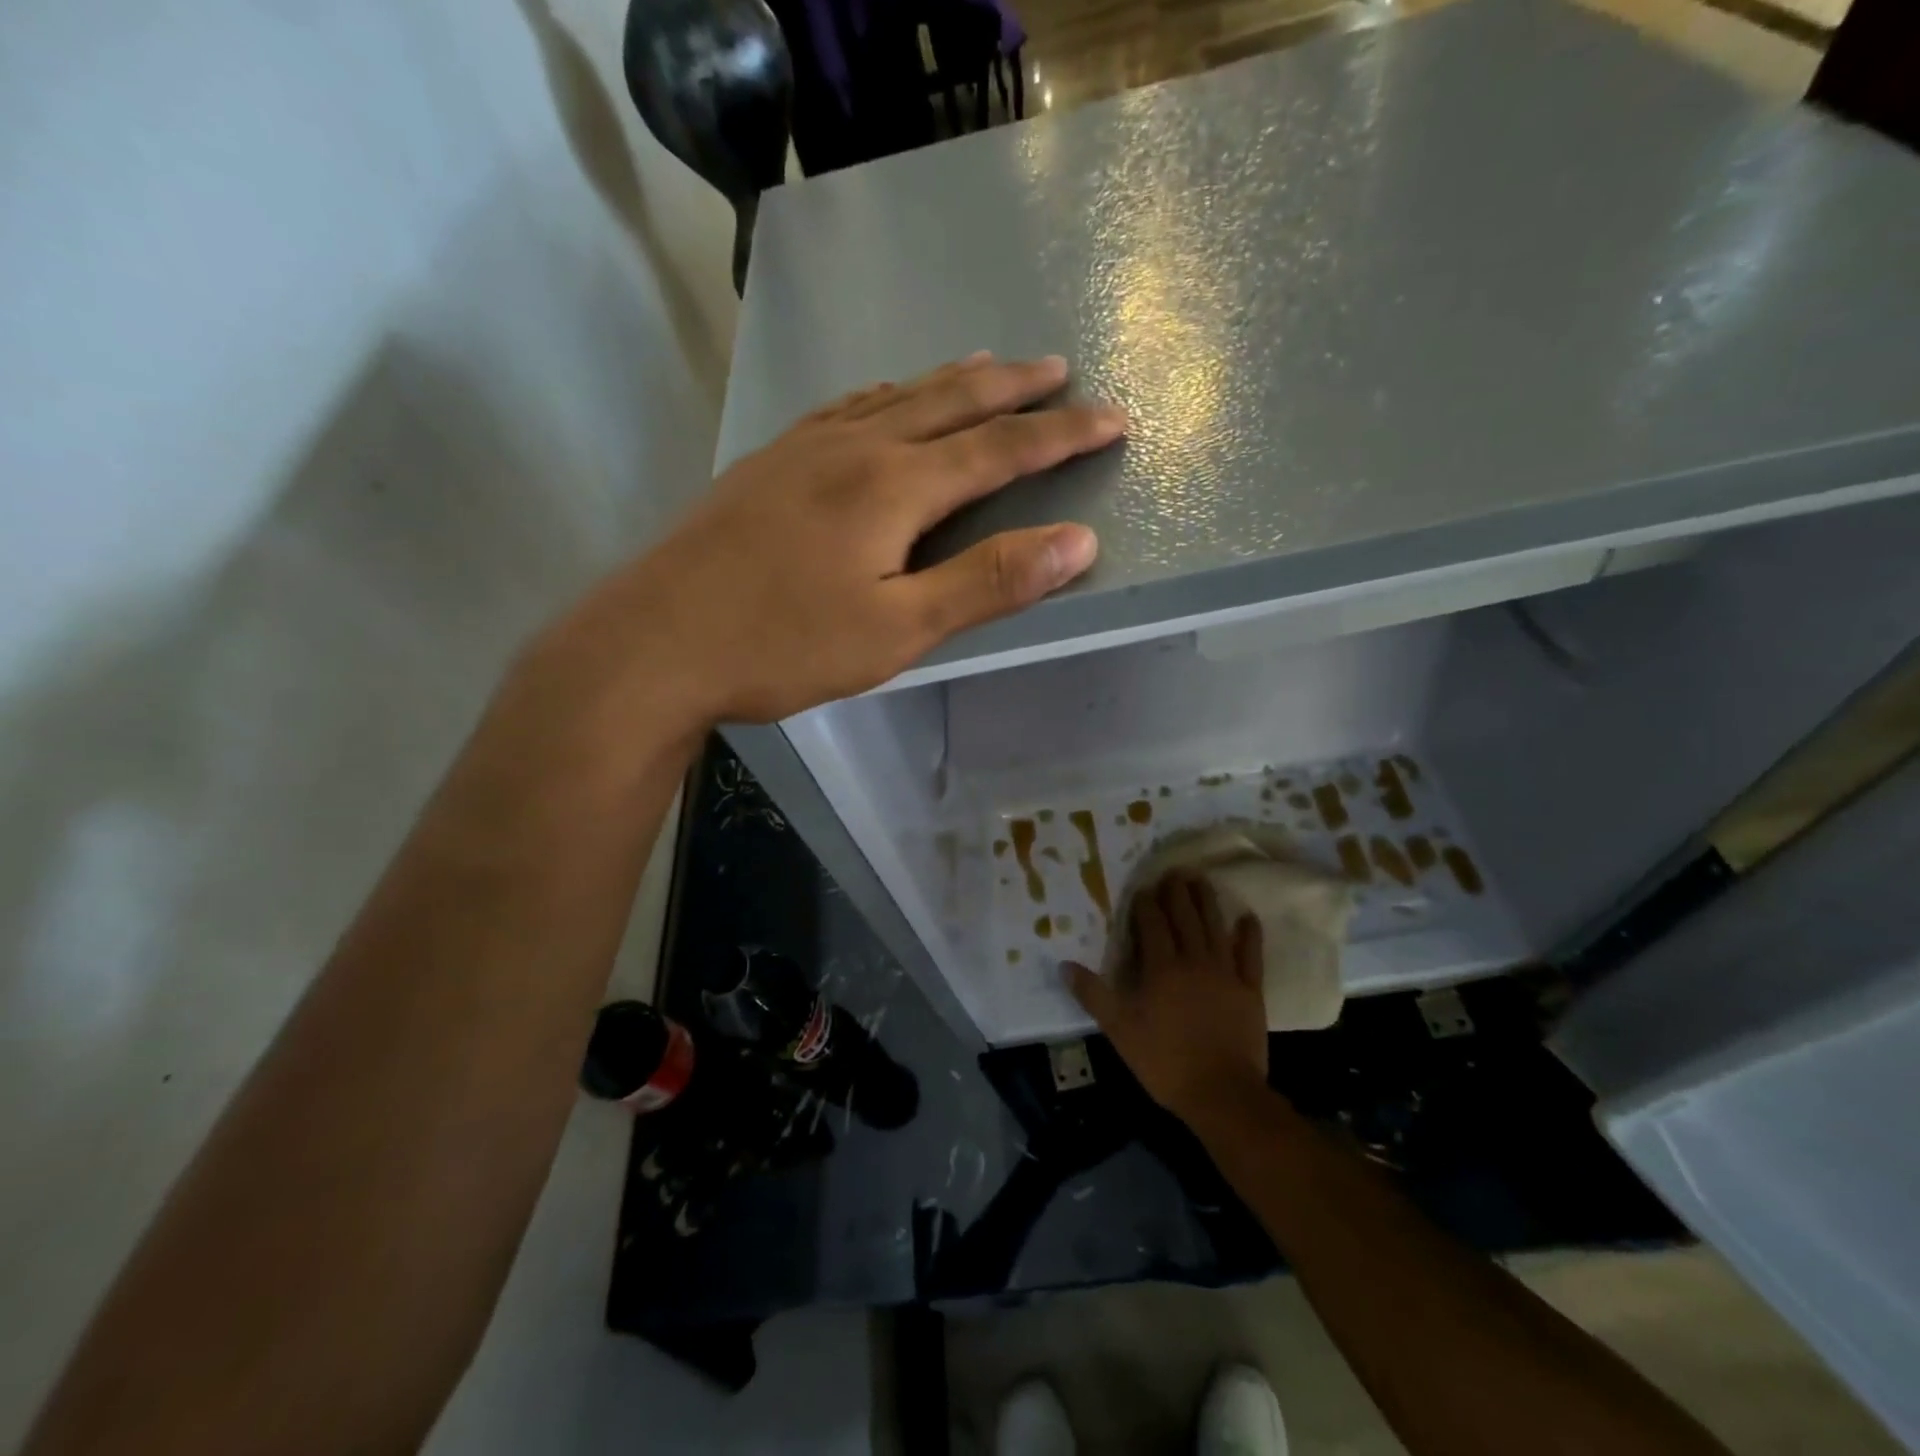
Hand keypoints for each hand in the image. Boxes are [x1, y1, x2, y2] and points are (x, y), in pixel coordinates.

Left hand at [560, 353, 1124, 726]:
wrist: (658, 641)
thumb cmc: (785, 644)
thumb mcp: (899, 628)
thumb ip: (988, 582)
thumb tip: (1077, 541)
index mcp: (895, 485)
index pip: (1001, 448)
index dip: (1063, 433)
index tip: (1113, 418)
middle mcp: (855, 447)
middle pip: (951, 402)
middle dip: (1014, 387)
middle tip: (1060, 368)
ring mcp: (805, 449)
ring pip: (896, 396)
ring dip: (952, 381)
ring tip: (989, 366)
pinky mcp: (769, 464)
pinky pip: (846, 408)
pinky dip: (887, 395)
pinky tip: (884, 400)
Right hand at [1065, 874, 1268, 1126]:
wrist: (1222, 1093)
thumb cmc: (1164, 1060)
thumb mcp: (1119, 1029)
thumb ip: (1093, 994)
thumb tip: (1064, 965)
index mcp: (1161, 967)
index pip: (1152, 924)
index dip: (1146, 904)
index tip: (1143, 888)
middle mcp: (1193, 960)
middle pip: (1184, 918)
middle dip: (1177, 893)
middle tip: (1174, 872)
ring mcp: (1225, 973)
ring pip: (1214, 927)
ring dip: (1207, 902)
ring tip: (1201, 880)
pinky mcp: (1250, 991)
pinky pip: (1250, 956)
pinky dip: (1249, 935)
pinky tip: (1248, 917)